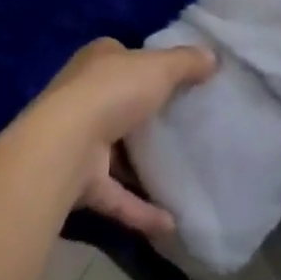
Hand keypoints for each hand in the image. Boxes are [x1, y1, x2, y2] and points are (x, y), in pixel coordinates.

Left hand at [27, 39, 215, 235]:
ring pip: (116, 152)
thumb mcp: (158, 67)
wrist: (67, 145)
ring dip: (140, 167)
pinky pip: (117, 196)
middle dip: (144, 116)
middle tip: (183, 126)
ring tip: (178, 176)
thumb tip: (213, 56)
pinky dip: (141, 209)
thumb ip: (186, 62)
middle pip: (119, 103)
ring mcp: (80, 141)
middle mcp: (83, 96)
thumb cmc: (113, 92)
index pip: (123, 57)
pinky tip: (171, 223)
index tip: (175, 81)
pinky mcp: (82, 181)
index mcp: (98, 61)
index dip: (146, 66)